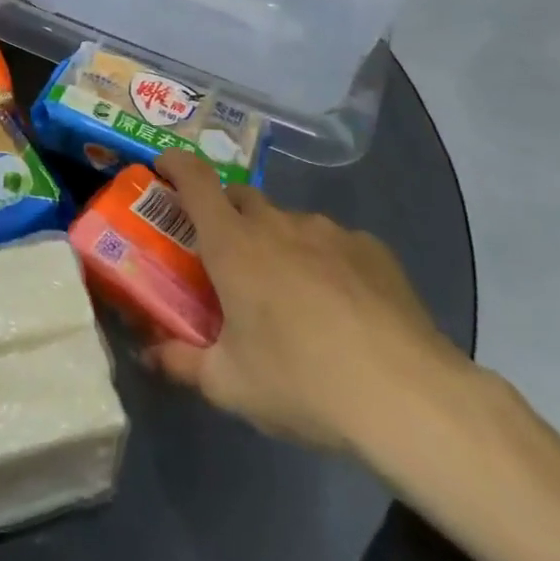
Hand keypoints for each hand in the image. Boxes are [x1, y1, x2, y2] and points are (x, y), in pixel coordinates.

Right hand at [142, 151, 472, 456]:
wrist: (408, 397)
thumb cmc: (302, 381)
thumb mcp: (230, 385)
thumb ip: (182, 363)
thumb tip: (150, 356)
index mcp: (233, 244)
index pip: (194, 179)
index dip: (175, 164)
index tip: (163, 168)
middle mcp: (277, 223)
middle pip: (240, 197)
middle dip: (226, 215)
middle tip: (227, 257)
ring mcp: (329, 232)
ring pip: (288, 222)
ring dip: (277, 242)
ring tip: (291, 294)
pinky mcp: (372, 249)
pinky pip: (334, 243)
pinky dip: (324, 261)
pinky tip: (342, 307)